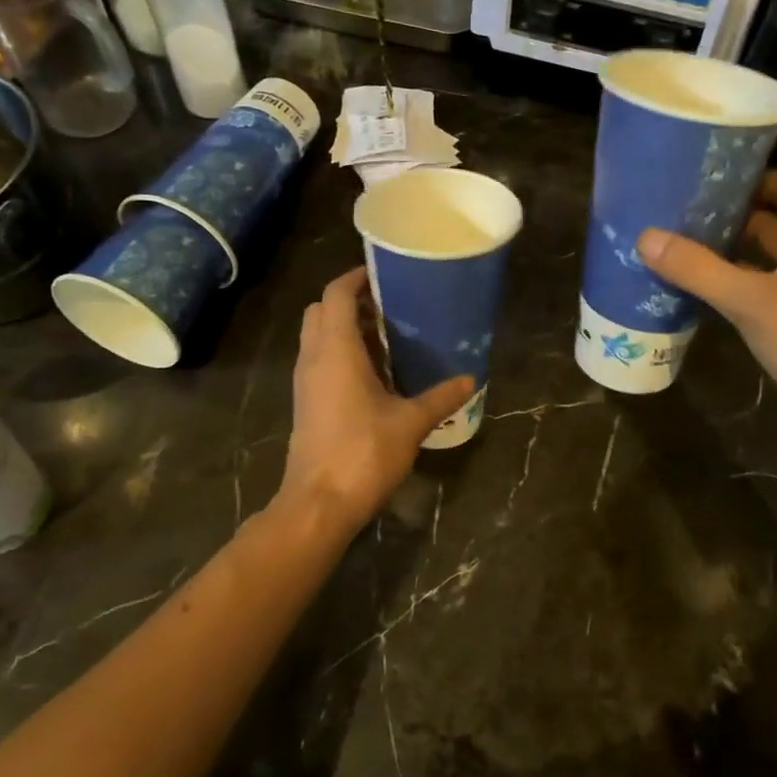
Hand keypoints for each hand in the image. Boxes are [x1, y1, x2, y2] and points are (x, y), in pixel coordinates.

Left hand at [278, 268, 472, 534]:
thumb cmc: (364, 453)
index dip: (355, 277)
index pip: (335, 295)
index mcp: (335, 351)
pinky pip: (319, 361)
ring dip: (343, 328)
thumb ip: (440, 397)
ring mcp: (305, 381)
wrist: (319, 503)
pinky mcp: (306, 402)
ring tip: (385, 334)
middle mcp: (314, 358)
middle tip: (386, 305)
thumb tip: (471, 380)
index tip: (383, 273)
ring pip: (317, 336)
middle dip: (348, 301)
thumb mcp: (410, 423)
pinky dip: (340, 352)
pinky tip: (374, 371)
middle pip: (320, 310)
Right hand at [637, 115, 776, 439]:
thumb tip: (646, 238)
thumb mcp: (752, 300)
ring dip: (745, 219)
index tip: (753, 111)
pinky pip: (771, 265)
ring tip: (697, 207)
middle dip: (753, 176)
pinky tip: (707, 261)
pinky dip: (743, 258)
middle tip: (705, 165)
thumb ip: (699, 269)